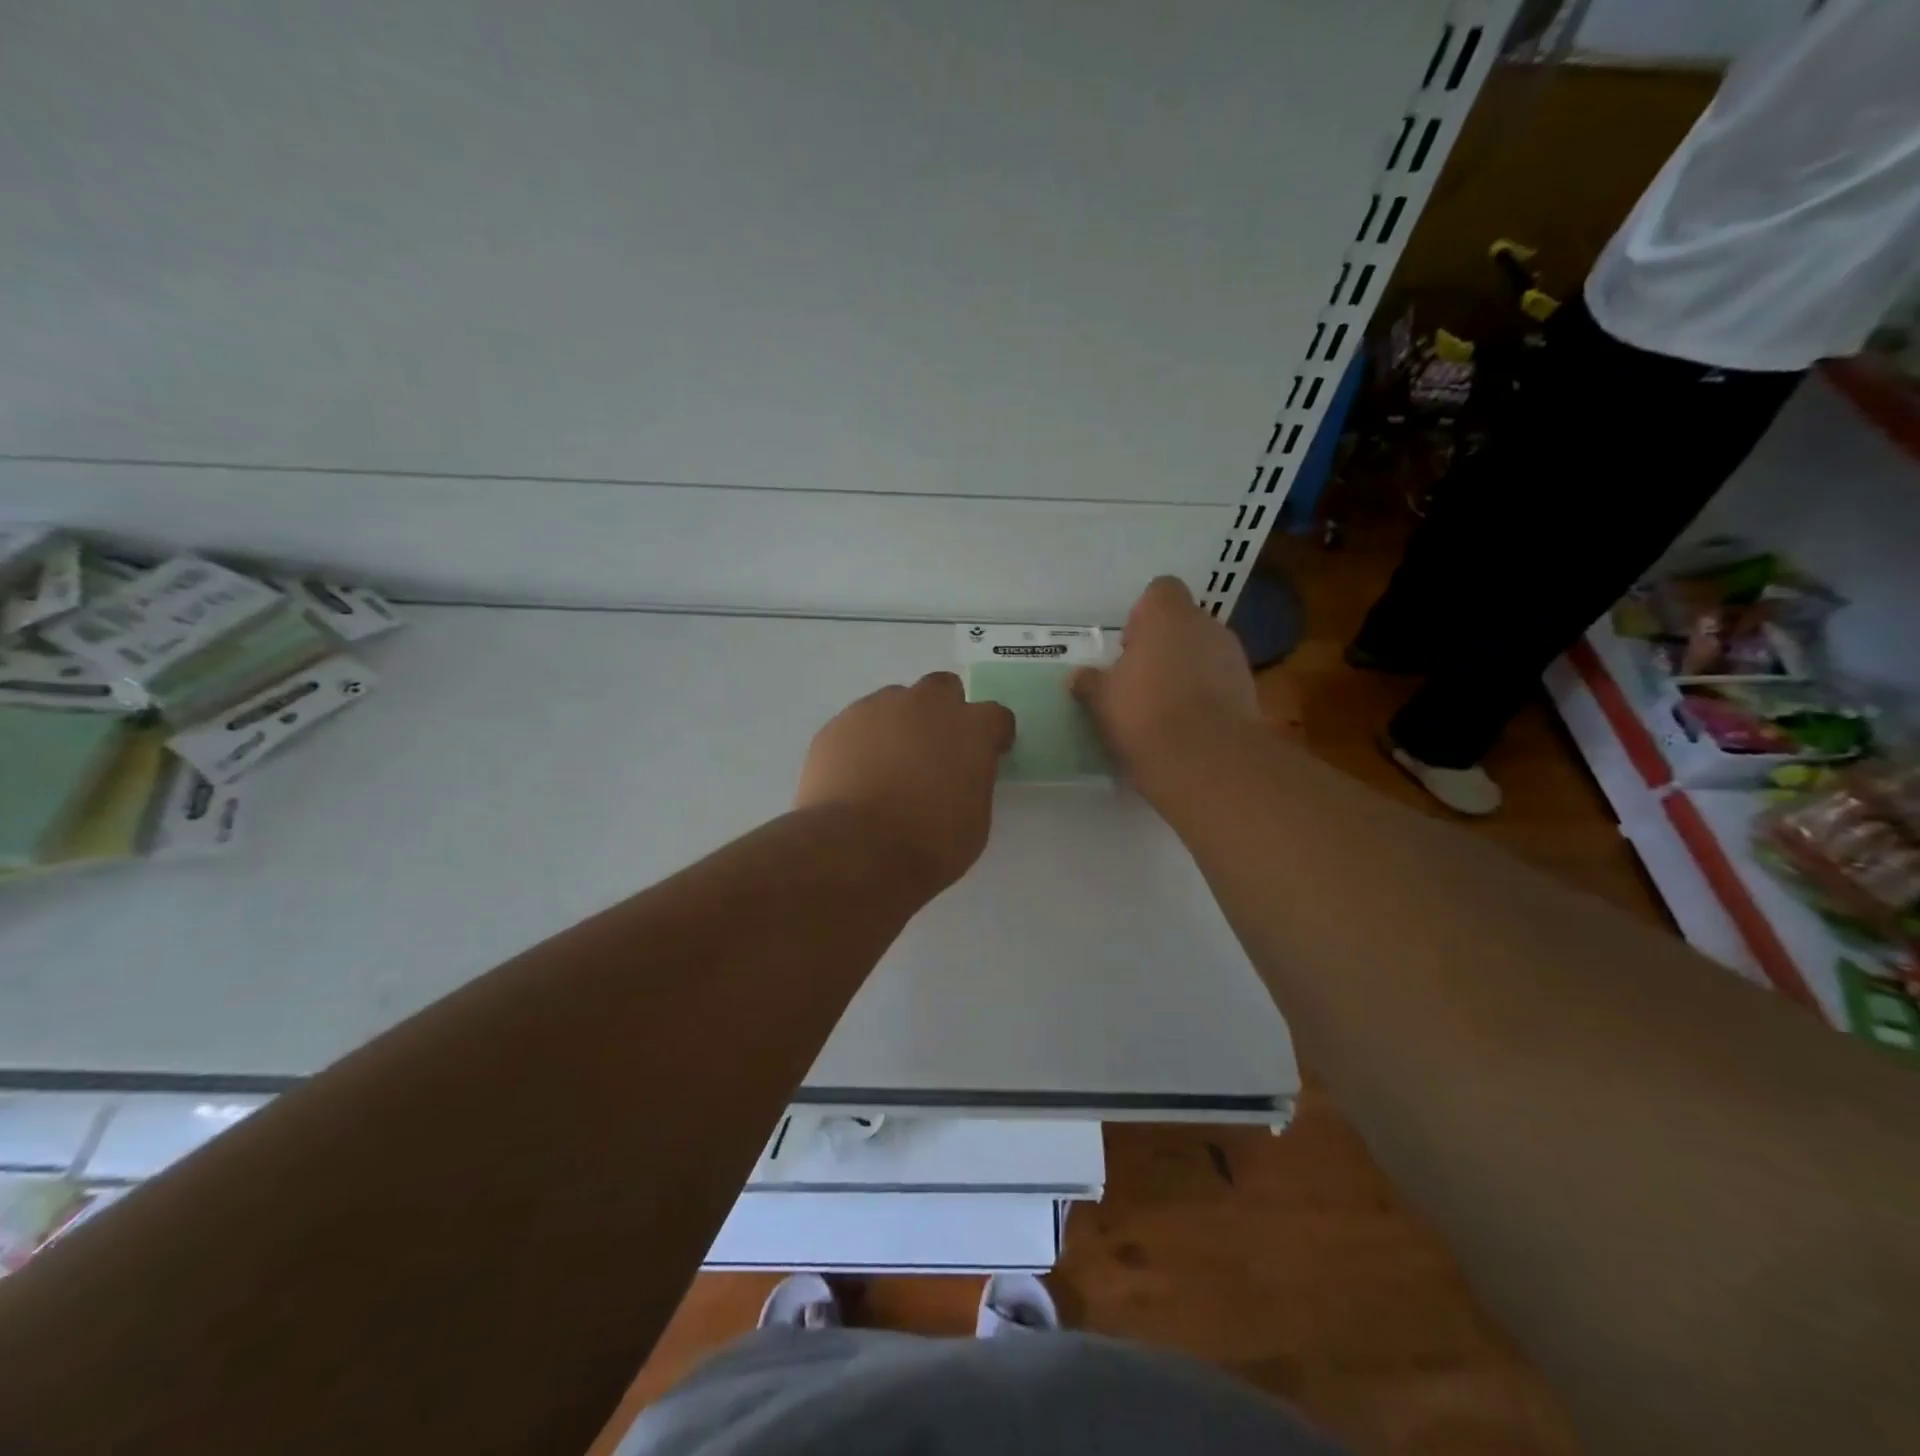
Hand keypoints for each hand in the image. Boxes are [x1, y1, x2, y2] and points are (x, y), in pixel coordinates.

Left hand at [795, 673, 1015, 894]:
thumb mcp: (974, 819)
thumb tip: (959, 775)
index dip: (992, 736)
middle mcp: (927, 704)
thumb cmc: (929, 843)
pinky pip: (858, 724)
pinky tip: (856, 775)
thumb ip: (971, 781)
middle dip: (943, 711)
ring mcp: (878, 709)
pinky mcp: (838, 724)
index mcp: (971, 728)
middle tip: (934, 749)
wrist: (856, 849)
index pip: (995, 716)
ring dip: (900, 725)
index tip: (986, 755)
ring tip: (888, 765)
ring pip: (895, 702)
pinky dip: (863, 742)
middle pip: (943, 689)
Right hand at [1071, 577, 1260, 787]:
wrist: (1205, 758)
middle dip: (1164, 645)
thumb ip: (1089, 682)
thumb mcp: (1101, 699)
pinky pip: (1219, 682)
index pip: (1160, 590)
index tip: (1128, 646)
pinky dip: (1205, 695)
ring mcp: (1233, 656)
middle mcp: (1206, 625)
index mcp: (1167, 615)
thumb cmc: (1143, 712)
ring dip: (1186, 670)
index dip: (1143, 613)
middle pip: (1184, 623)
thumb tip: (1078, 677)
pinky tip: (1186, 724)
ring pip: (1204, 652)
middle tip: (1139, 678)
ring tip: (1163, 705)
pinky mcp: (1248, 690)